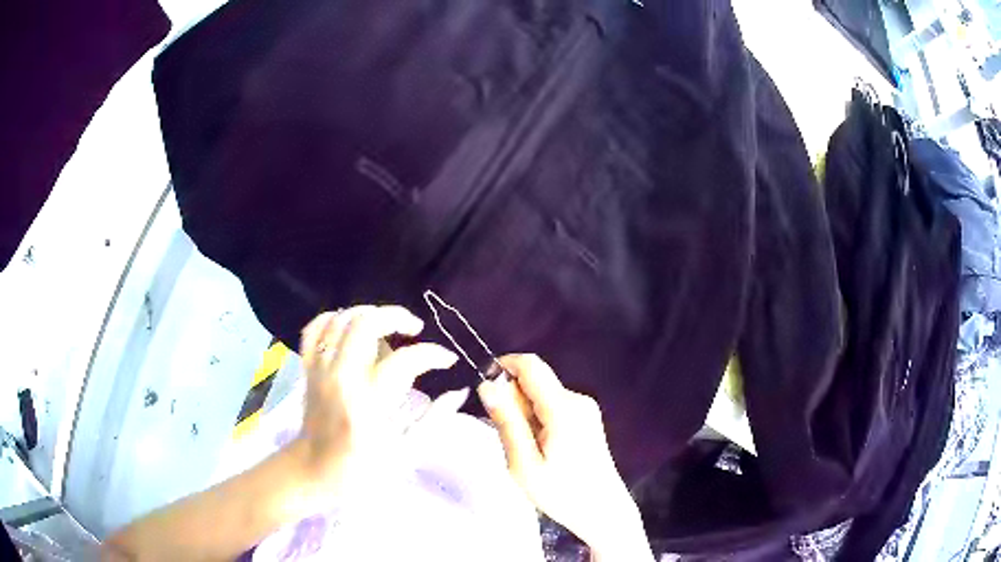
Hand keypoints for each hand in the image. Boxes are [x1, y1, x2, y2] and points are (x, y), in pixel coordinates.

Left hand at [295, 306, 458, 488]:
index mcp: (369, 403)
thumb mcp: (407, 452)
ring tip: (387, 328)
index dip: (433, 354)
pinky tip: (351, 327)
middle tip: (415, 328)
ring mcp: (320, 370)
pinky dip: (334, 319)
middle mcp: (342, 378)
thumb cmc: (363, 469)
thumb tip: (460, 391)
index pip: (405, 360)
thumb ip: (435, 418)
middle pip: (366, 324)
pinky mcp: (308, 369)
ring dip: (369, 314)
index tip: (447, 360)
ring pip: (341, 319)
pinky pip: (315, 329)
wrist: (314, 471)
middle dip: (397, 316)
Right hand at [477, 355, 652, 559]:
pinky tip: (540, 450)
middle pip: (535, 381)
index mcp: (564, 408)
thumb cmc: (562, 493)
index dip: (503, 367)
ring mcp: (585, 408)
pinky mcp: (587, 418)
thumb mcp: (524, 464)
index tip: (485, 393)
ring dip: (524, 414)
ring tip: (526, 451)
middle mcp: (577, 400)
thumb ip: (507, 422)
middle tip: (508, 438)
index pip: (530, 365)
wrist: (603, 511)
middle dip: (512, 400)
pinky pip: (552, 406)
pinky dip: (537, 420)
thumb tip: (486, 386)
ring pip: (541, 395)